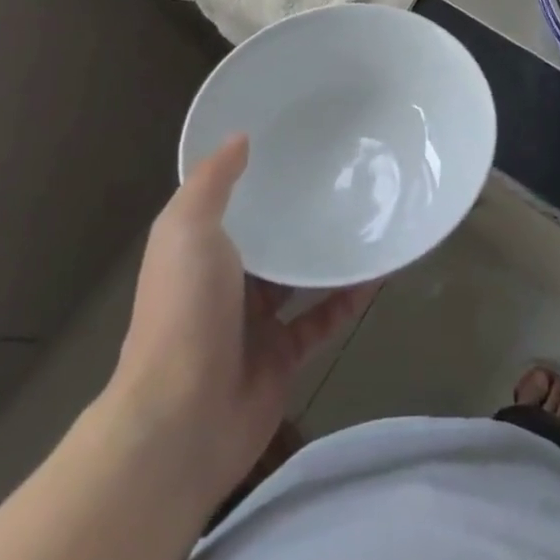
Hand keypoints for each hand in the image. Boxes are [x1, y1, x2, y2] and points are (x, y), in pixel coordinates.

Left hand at [103, 136, 373, 503]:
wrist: (180, 422)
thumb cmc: (182, 313)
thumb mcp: (186, 231)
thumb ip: (212, 183)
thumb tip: (240, 137)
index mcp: (200, 252)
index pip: (233, 206)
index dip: (260, 178)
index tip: (298, 144)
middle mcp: (227, 284)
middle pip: (271, 241)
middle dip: (302, 214)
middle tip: (347, 176)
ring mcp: (256, 324)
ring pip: (301, 279)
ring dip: (331, 254)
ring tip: (371, 217)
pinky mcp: (283, 358)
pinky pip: (323, 319)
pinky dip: (349, 298)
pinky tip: (379, 272)